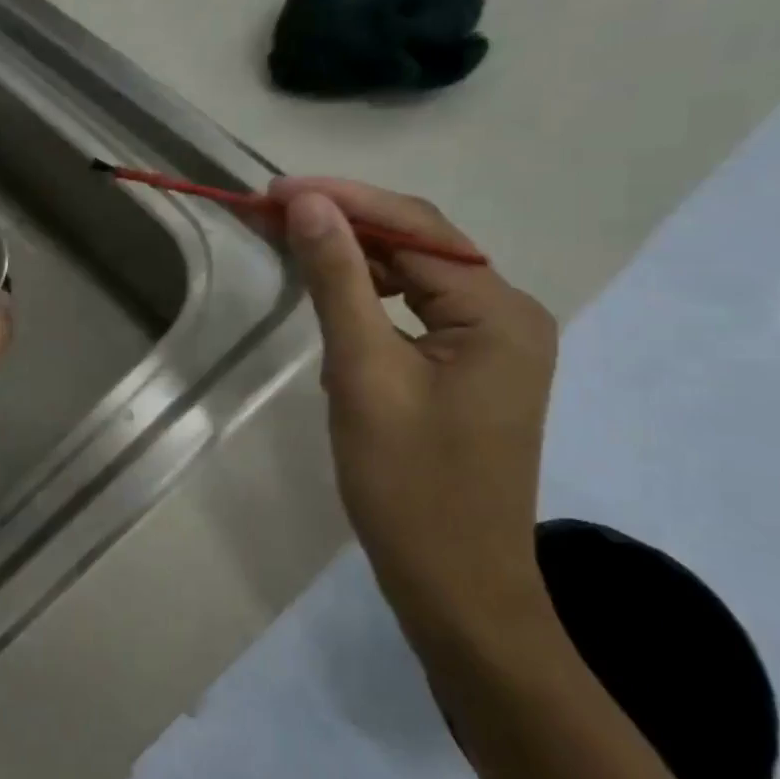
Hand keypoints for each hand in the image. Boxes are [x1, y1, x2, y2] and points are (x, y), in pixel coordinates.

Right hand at [269, 177, 558, 646]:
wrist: (456, 587)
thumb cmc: (409, 487)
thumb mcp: (363, 375)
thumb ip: (338, 281)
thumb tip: (309, 204)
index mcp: (498, 312)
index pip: (415, 229)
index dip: (342, 199)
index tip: (273, 191)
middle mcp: (508, 315)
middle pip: (420, 244)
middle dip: (346, 221)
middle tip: (271, 210)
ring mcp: (493, 343)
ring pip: (416, 275)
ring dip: (356, 254)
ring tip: (291, 238)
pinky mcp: (471, 368)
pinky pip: (418, 310)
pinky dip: (372, 293)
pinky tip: (333, 289)